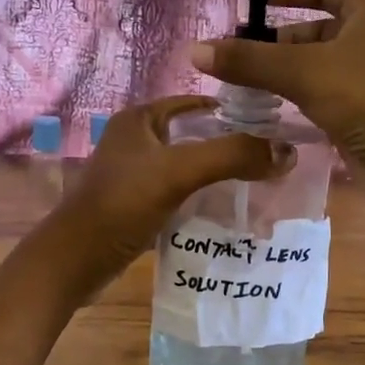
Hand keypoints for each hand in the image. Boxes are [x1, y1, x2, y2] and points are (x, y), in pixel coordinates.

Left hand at [46, 96, 293, 291]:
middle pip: (193, 136)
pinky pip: (177, 194)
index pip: (194, 103)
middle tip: (269, 160)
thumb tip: (287, 152)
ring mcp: (133, 175)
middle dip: (228, 147)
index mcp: (139, 119)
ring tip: (257, 185)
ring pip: (186, 167)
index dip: (231, 111)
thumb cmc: (123, 204)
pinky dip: (200, 200)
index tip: (270, 126)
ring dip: (216, 175)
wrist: (76, 260)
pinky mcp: (135, 206)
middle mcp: (135, 141)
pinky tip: (225, 212)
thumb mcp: (179, 172)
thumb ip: (232, 156)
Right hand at [188, 0, 364, 240]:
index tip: (255, 1)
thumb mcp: (303, 72)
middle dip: (276, 40)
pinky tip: (266, 110)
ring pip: (316, 66)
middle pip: (316, 29)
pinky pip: (321, 96)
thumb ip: (249, 60)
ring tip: (240, 85)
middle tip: (235, 53)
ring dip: (282, 73)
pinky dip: (295, 99)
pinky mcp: (362, 114)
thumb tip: (195, 51)